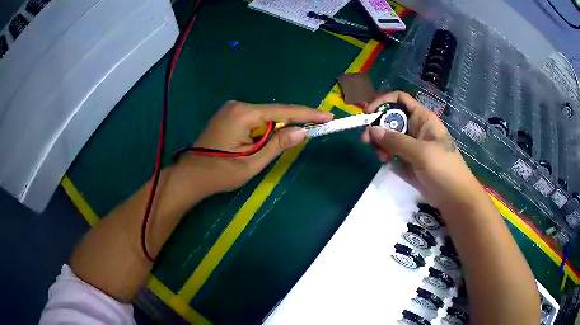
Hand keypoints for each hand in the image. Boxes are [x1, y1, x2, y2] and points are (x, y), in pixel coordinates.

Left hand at [178, 100, 332, 194]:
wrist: (190, 176)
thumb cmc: (219, 173)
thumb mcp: (252, 163)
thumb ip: (277, 145)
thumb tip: (302, 131)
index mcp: (243, 113)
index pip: (282, 111)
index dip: (307, 114)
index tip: (328, 116)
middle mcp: (237, 105)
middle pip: (273, 113)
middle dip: (286, 128)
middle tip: (294, 143)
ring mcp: (231, 109)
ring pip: (263, 118)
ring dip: (271, 133)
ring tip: (258, 154)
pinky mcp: (228, 115)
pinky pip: (253, 120)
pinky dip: (261, 132)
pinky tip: (254, 147)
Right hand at [362, 91, 487, 213]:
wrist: (454, 197)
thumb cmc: (443, 169)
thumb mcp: (421, 152)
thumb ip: (396, 141)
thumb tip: (371, 130)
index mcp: (422, 118)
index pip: (400, 100)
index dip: (383, 102)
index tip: (369, 114)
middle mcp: (415, 128)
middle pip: (391, 118)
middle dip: (378, 126)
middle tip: (366, 141)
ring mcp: (412, 145)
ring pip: (389, 136)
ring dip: (380, 143)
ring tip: (381, 157)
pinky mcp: (408, 160)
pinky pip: (392, 151)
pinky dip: (385, 154)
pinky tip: (385, 162)